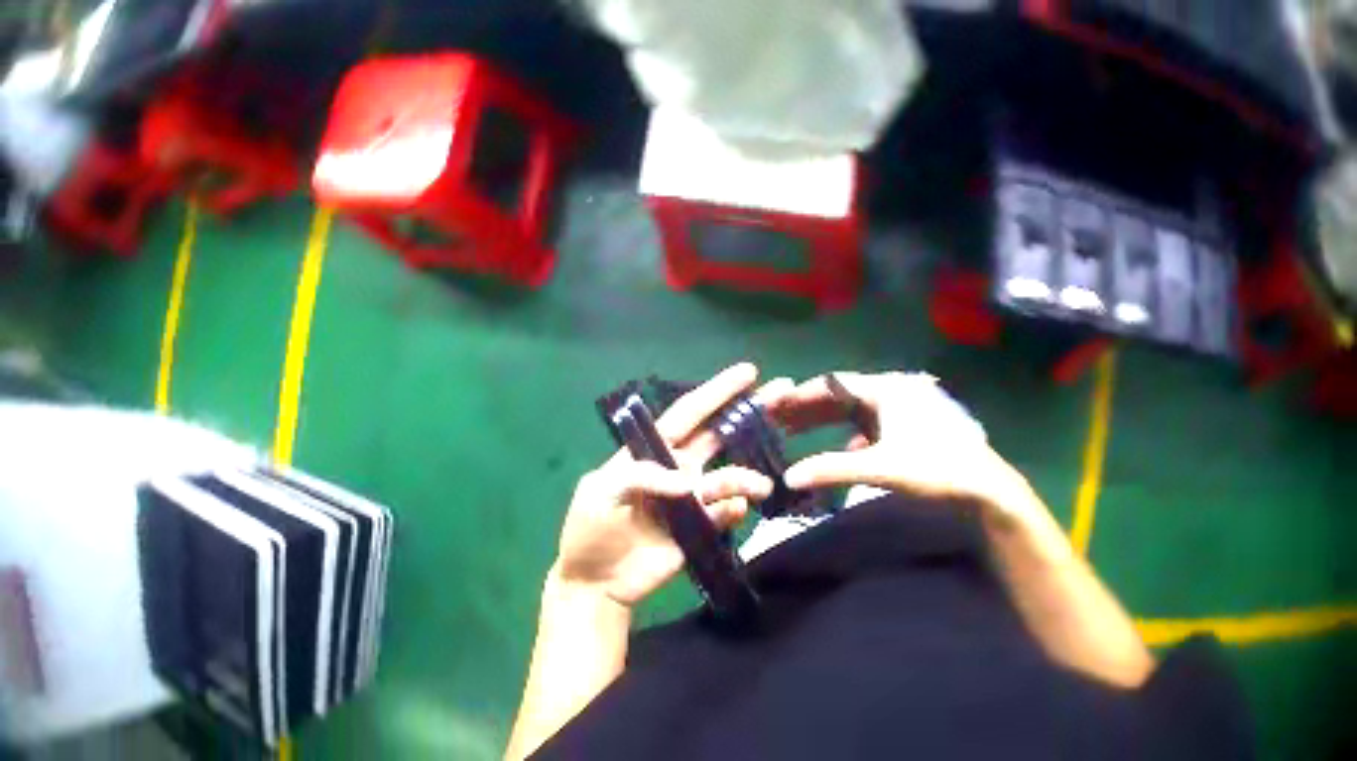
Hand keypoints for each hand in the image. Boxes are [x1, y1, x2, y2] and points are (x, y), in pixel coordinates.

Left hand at [555, 363, 779, 606]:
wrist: (596, 583)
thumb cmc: (590, 531)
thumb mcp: (601, 494)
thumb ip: (640, 477)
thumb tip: (688, 481)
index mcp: (649, 455)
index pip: (686, 416)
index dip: (715, 393)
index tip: (749, 373)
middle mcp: (675, 472)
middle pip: (717, 437)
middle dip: (749, 415)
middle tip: (785, 395)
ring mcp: (690, 501)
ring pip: (727, 478)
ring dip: (745, 478)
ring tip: (760, 486)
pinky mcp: (699, 531)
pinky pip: (725, 514)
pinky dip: (734, 510)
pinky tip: (733, 512)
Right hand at [768, 372, 1036, 522]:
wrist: (982, 486)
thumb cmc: (934, 468)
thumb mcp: (881, 468)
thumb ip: (833, 469)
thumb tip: (789, 477)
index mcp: (887, 389)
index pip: (834, 385)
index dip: (801, 395)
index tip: (772, 406)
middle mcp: (895, 392)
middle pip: (844, 396)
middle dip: (810, 408)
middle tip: (776, 420)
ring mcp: (907, 410)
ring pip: (858, 412)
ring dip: (828, 422)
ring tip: (797, 433)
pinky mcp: (915, 429)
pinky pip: (873, 427)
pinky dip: (851, 437)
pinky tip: (842, 453)